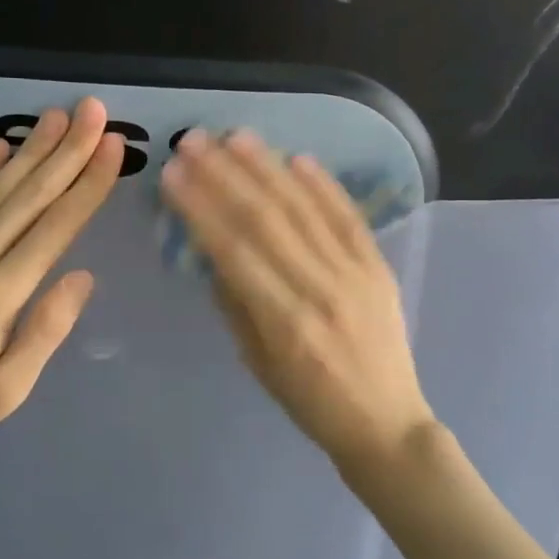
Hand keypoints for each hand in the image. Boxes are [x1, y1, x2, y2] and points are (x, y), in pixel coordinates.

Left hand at [0, 98, 123, 485]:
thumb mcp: (6, 390)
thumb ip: (46, 329)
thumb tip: (84, 276)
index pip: (56, 227)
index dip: (88, 184)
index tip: (113, 147)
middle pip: (28, 195)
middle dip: (67, 150)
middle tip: (94, 111)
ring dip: (31, 149)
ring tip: (58, 116)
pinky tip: (0, 146)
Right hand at [159, 128, 436, 471]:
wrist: (385, 421)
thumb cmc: (310, 402)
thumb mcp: (257, 363)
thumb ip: (234, 304)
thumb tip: (213, 250)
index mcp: (284, 321)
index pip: (233, 249)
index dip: (200, 207)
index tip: (173, 175)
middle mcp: (319, 288)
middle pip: (266, 218)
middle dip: (225, 175)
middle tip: (194, 141)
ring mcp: (355, 273)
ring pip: (304, 209)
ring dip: (268, 168)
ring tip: (236, 137)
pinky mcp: (379, 266)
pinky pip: (349, 217)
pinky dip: (324, 185)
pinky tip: (298, 158)